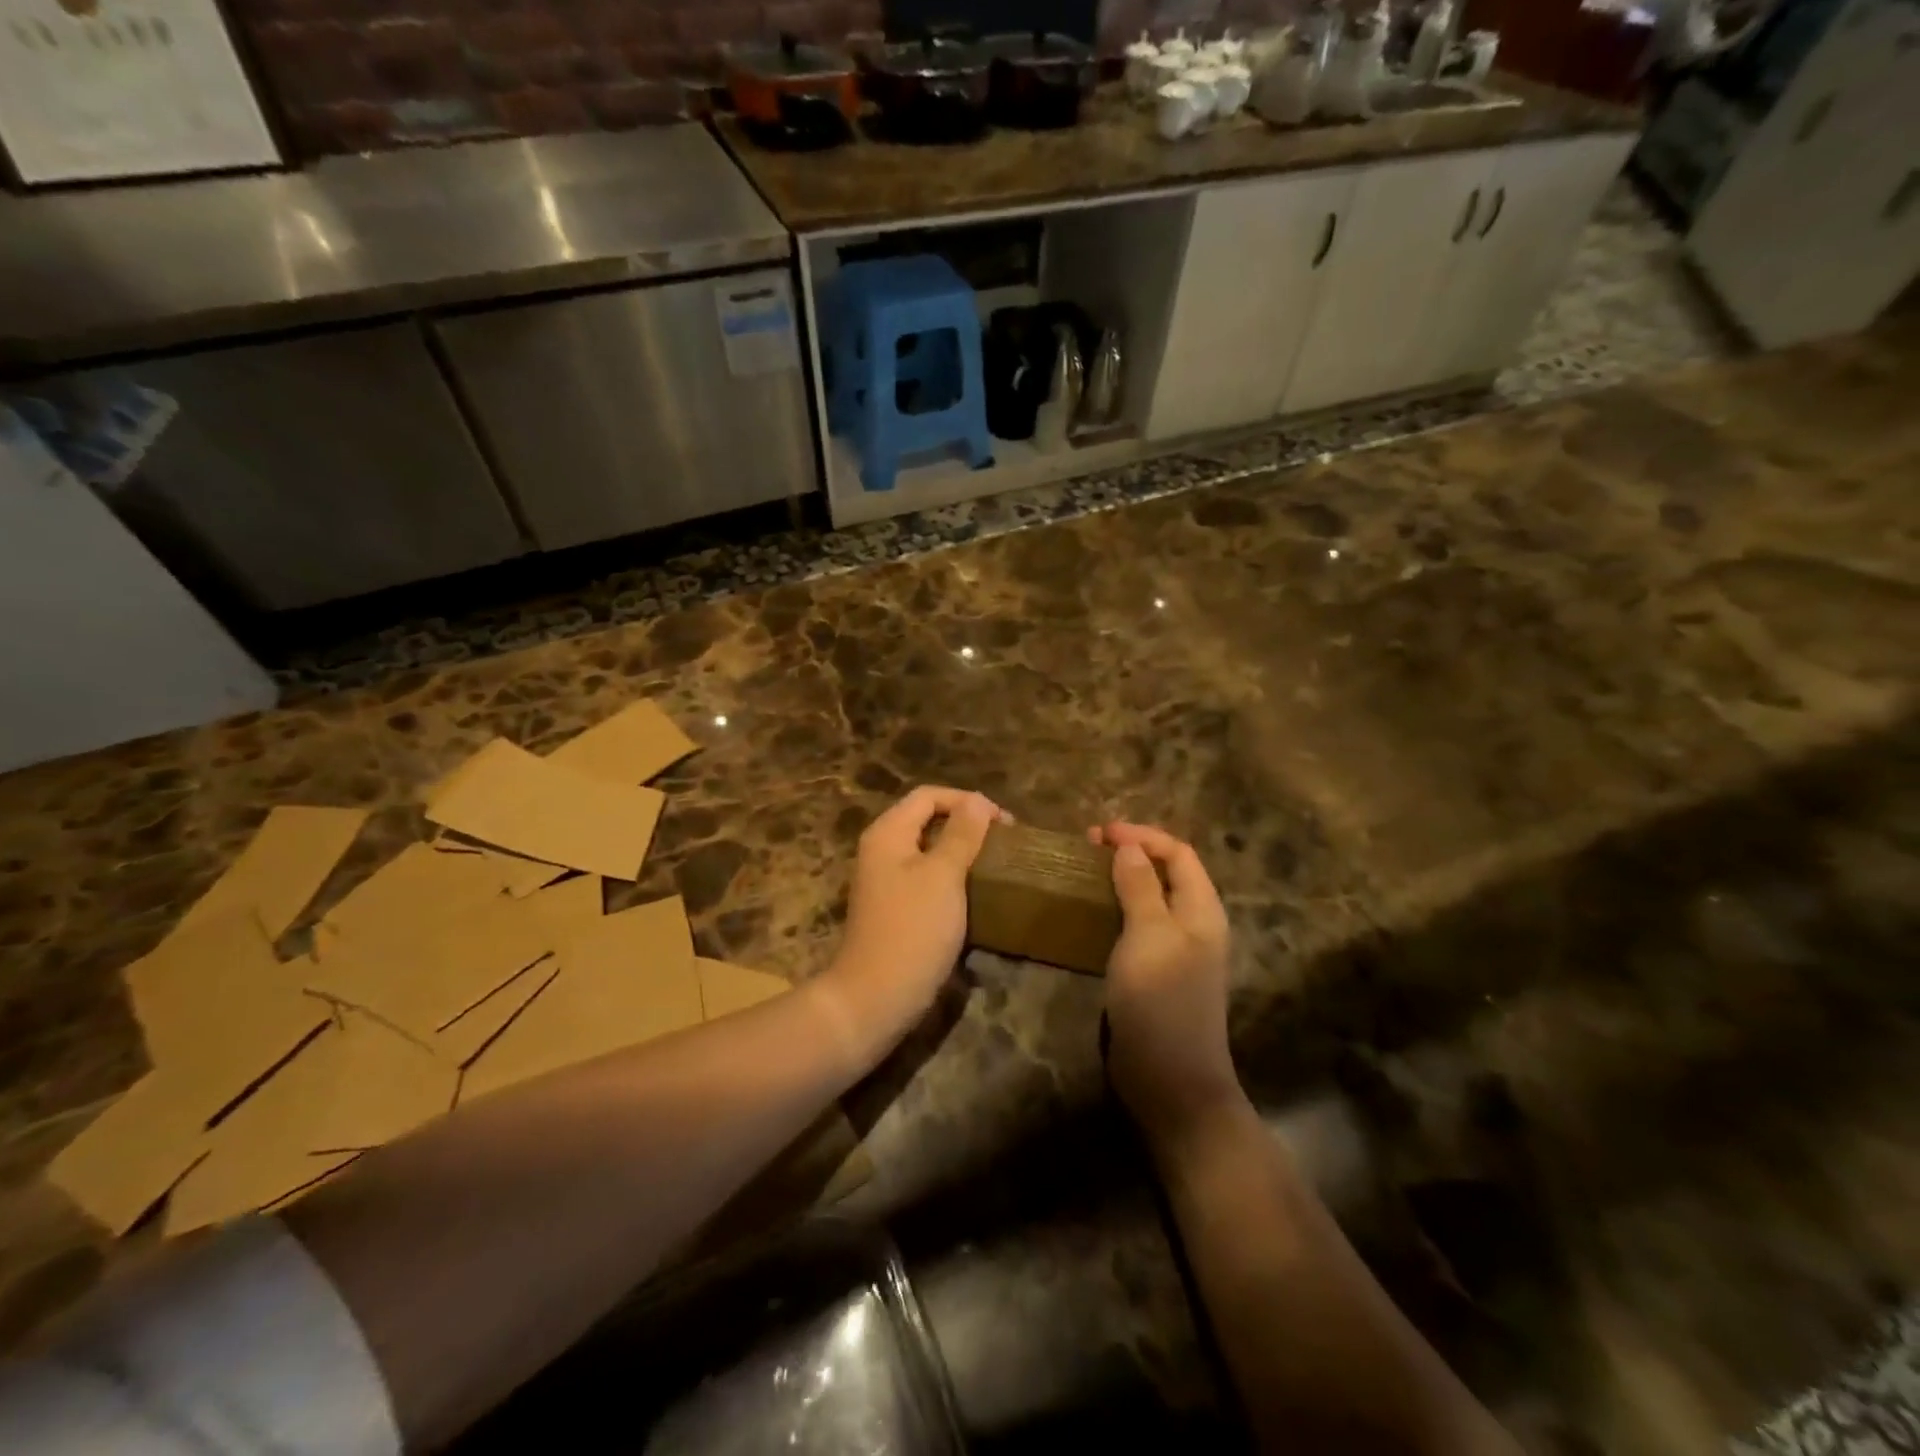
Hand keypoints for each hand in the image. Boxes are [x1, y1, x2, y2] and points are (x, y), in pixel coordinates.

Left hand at [826, 786, 1001, 1042]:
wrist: (876, 997)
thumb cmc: (913, 930)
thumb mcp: (943, 876)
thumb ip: (962, 834)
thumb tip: (978, 801)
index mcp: (888, 833)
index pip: (929, 796)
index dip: (967, 801)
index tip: (1004, 823)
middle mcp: (882, 850)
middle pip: (927, 820)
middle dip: (967, 824)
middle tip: (1004, 842)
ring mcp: (886, 881)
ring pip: (929, 850)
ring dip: (962, 851)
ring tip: (995, 863)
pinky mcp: (896, 909)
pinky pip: (927, 878)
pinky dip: (952, 877)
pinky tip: (975, 892)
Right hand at [1091, 822, 1241, 1143]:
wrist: (1169, 1079)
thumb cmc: (1161, 1000)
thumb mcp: (1149, 935)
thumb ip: (1140, 887)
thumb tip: (1130, 848)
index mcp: (1202, 910)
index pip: (1178, 854)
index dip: (1142, 836)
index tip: (1100, 832)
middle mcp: (1194, 925)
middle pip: (1166, 873)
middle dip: (1131, 853)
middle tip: (1089, 847)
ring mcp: (1175, 951)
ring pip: (1150, 899)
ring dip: (1121, 879)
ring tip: (1086, 871)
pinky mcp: (1155, 973)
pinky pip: (1137, 927)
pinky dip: (1116, 909)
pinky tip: (1091, 913)